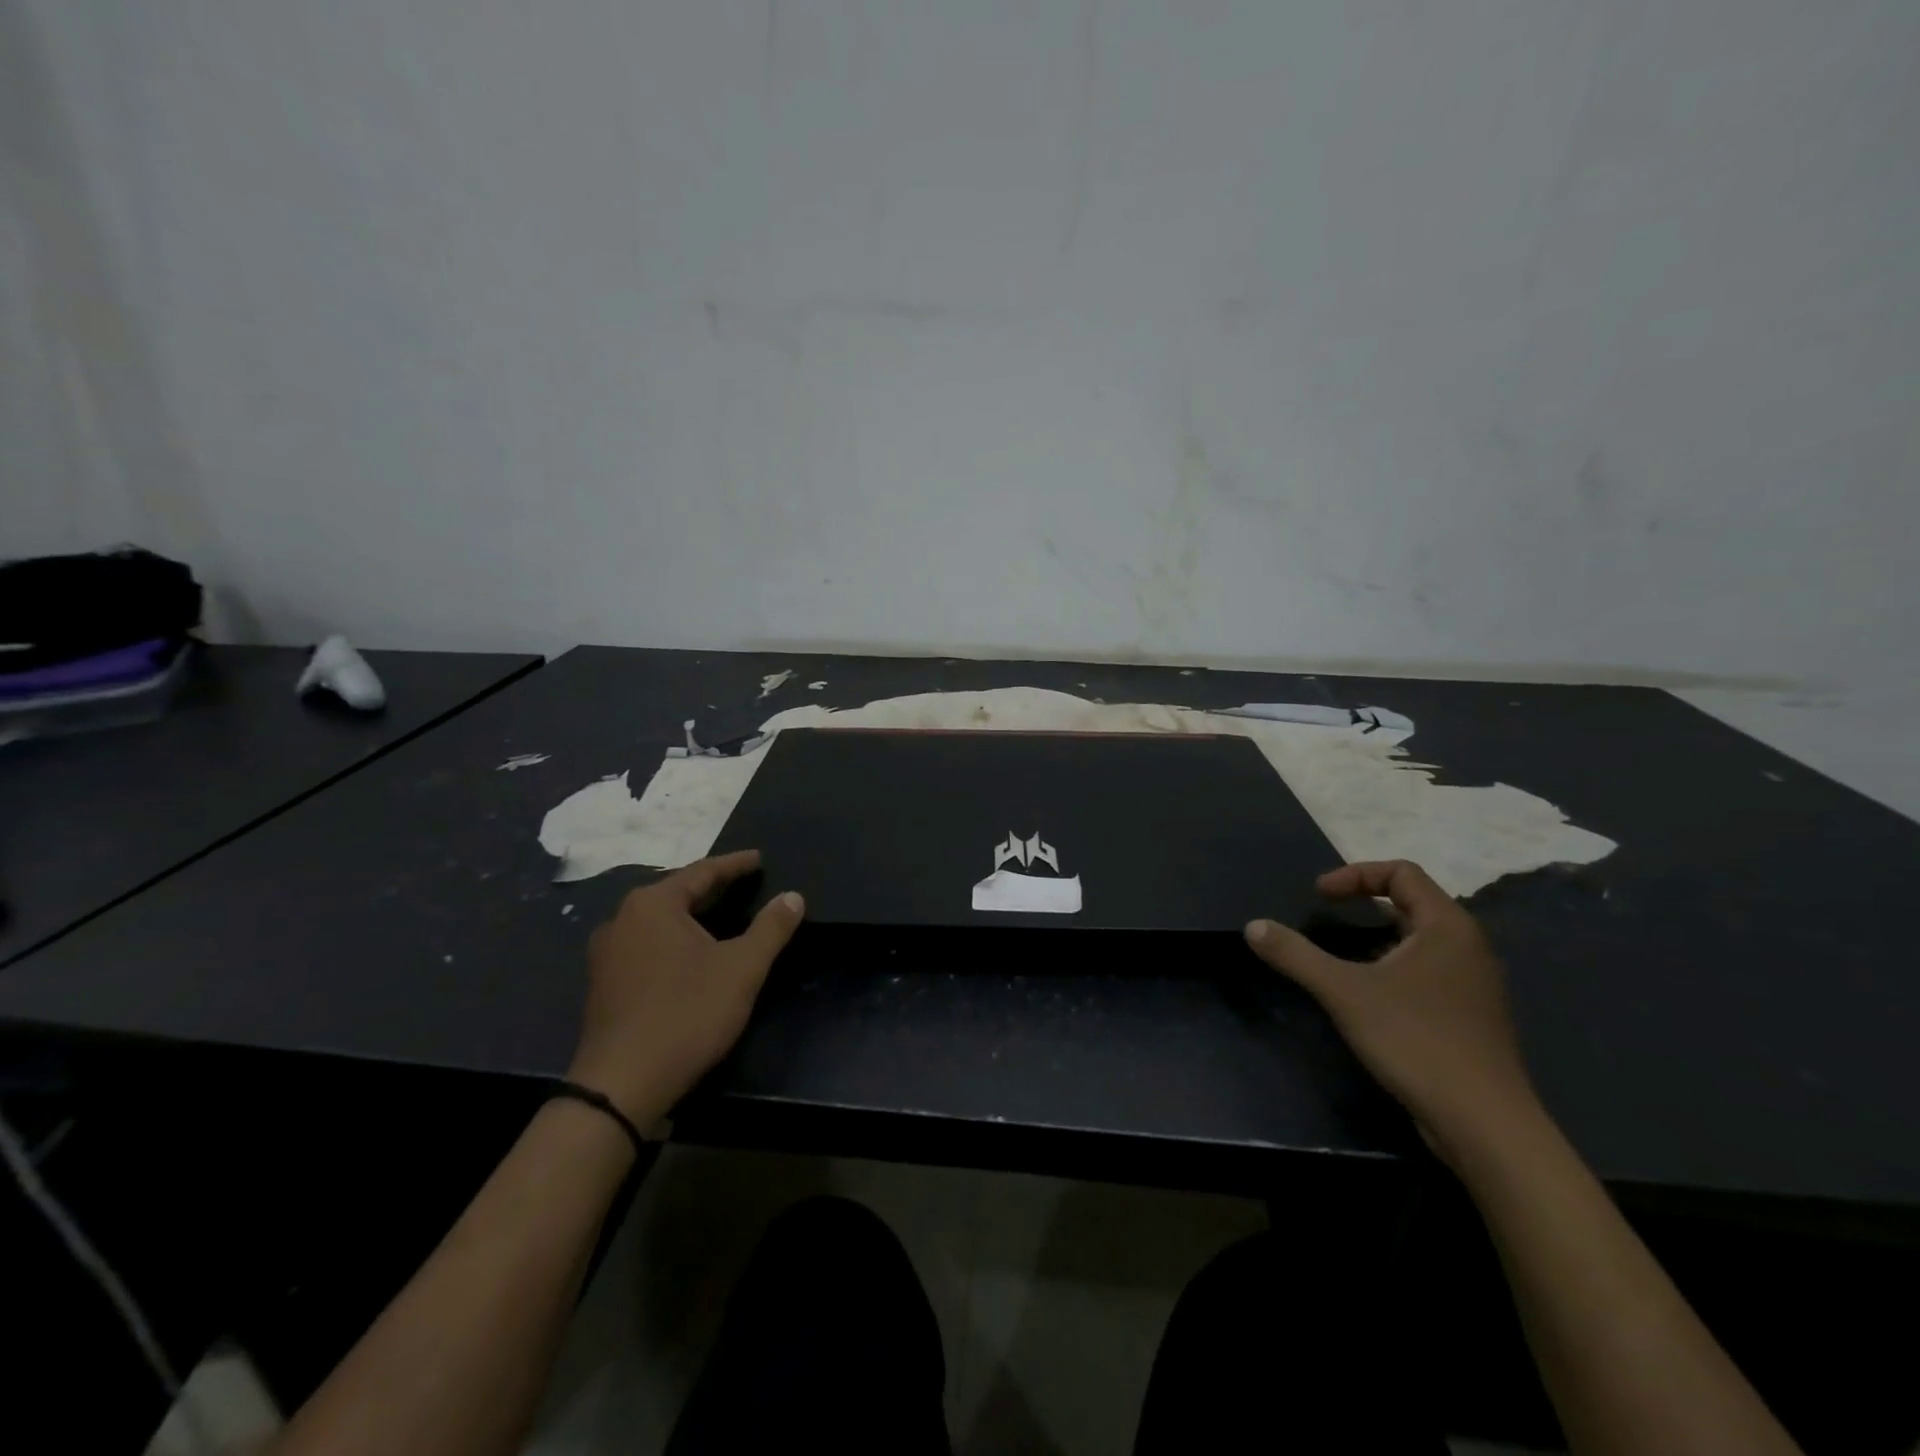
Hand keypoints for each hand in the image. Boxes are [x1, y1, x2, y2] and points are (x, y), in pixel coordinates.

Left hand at [569, 850, 804, 1124]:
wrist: (622, 1086)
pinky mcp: (603, 984)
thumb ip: (770, 928)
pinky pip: (646, 945)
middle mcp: (622, 919)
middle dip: (713, 888)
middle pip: (677, 893)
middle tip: (745, 884)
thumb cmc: (686, 1014)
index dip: (735, 865)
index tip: (759, 859)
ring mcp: (607, 954)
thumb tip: (793, 896)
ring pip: (659, 921)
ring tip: (722, 915)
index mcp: (653, 905)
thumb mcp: (742, 968)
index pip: (702, 871)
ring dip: (692, 915)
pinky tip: (690, 954)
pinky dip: (674, 940)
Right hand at [1244, 860, 1537, 1165]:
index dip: (1355, 875)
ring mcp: (1474, 985)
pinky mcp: (1470, 1018)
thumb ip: (1296, 955)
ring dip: (1377, 938)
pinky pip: (1427, 972)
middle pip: (1413, 903)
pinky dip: (1393, 968)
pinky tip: (1369, 997)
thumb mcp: (1344, 992)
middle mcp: (1468, 947)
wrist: (1485, 1125)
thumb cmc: (1417, 1041)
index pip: (1402, 873)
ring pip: (1419, 941)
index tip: (1319, 896)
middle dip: (1365, 904)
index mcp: (1447, 927)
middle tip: (1326, 917)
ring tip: (1340, 956)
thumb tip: (1253, 926)